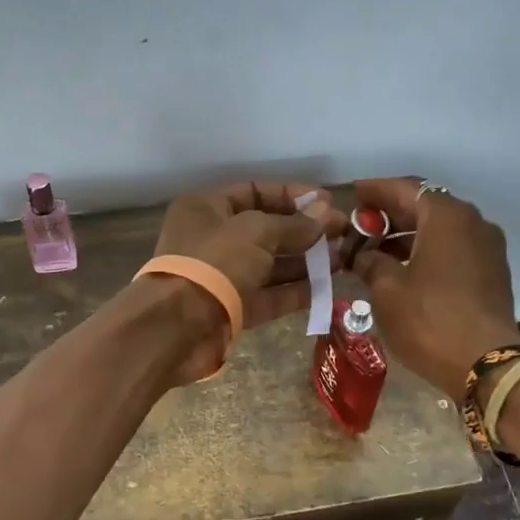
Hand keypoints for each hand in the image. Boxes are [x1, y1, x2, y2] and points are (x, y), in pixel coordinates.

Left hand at [150, 180, 345, 382]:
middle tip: (344, 235)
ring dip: (305, 262)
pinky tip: (327, 289)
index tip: (328, 203)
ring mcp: (222, 276)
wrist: (175, 327)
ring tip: (343, 261)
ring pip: (270, 264)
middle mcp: (213, 239)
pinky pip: (268, 295)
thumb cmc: (213, 264)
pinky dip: (295, 292)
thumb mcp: (257, 232)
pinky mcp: (232, 309)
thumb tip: (327, 211)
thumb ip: (294, 224)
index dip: (293, 196)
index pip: (256, 192)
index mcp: (207, 208)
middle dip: (305, 231)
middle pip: (266, 229)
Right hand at [349, 178, 519, 400]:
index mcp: (446, 216)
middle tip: (359, 227)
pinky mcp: (492, 272)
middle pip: (425, 206)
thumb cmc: (429, 320)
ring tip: (375, 252)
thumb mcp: (386, 289)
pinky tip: (403, 270)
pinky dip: (427, 251)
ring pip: (440, 229)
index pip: (404, 189)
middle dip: (390, 215)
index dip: (375, 190)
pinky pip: (453, 249)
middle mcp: (472, 222)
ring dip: (408, 236)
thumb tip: (365, 255)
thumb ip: (371, 262)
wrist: (485, 364)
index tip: (353, 193)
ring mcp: (487, 247)